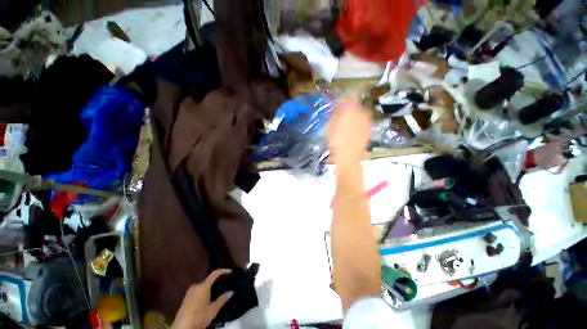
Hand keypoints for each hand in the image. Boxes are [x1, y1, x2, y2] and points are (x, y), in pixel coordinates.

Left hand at [171, 269, 233, 328]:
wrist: (182, 328)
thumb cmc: (199, 317)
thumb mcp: (213, 310)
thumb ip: (222, 299)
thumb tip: (231, 292)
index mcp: (203, 286)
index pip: (215, 273)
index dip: (224, 271)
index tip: (231, 272)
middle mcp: (196, 286)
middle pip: (208, 279)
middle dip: (216, 281)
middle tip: (224, 283)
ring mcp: (189, 292)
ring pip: (203, 285)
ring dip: (210, 287)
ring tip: (217, 291)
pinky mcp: (185, 298)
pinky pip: (197, 290)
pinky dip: (204, 291)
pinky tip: (207, 298)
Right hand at [327, 94, 370, 165]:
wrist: (348, 157)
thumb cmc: (336, 141)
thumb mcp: (330, 126)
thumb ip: (335, 114)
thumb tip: (338, 108)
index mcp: (351, 110)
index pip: (352, 95)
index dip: (345, 97)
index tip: (340, 103)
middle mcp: (362, 113)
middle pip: (358, 104)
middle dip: (351, 107)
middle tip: (343, 114)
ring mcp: (367, 122)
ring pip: (362, 113)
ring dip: (356, 115)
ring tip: (348, 123)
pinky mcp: (369, 130)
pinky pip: (364, 122)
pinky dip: (359, 123)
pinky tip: (353, 130)